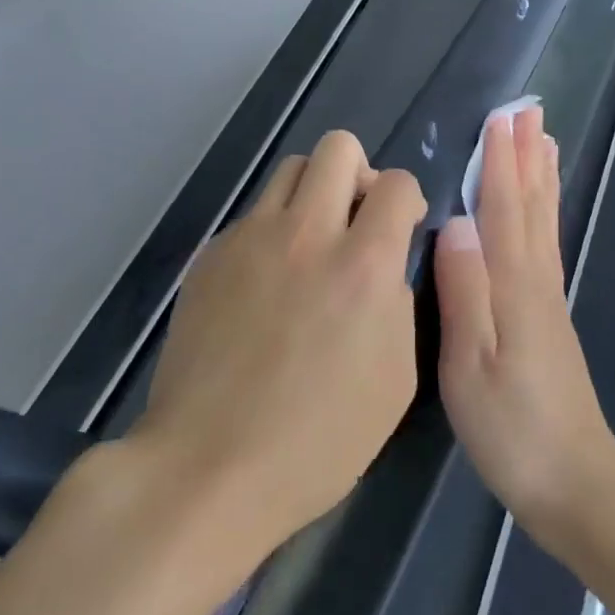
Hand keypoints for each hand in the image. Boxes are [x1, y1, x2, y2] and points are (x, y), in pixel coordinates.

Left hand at [134, 130, 426, 561]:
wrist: (208, 467)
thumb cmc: (317, 439)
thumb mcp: (395, 379)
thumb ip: (399, 301)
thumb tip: (386, 263)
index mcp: (363, 265)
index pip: (396, 183)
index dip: (407, 198)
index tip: (401, 227)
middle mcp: (307, 233)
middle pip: (338, 147)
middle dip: (359, 175)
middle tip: (355, 222)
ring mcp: (252, 238)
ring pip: (292, 168)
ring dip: (313, 193)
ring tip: (311, 243)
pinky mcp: (212, 254)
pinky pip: (254, 214)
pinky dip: (273, 230)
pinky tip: (265, 284)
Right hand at [433, 106, 614, 546]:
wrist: (574, 484)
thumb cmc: (512, 429)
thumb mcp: (472, 367)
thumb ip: (465, 292)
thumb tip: (454, 221)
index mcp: (513, 284)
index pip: (503, 207)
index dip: (499, 160)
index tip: (498, 117)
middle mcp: (536, 279)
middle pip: (531, 203)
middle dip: (525, 154)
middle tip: (526, 110)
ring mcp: (548, 296)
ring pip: (543, 220)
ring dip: (540, 175)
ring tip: (542, 139)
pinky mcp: (550, 315)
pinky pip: (546, 243)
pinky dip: (545, 211)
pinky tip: (540, 207)